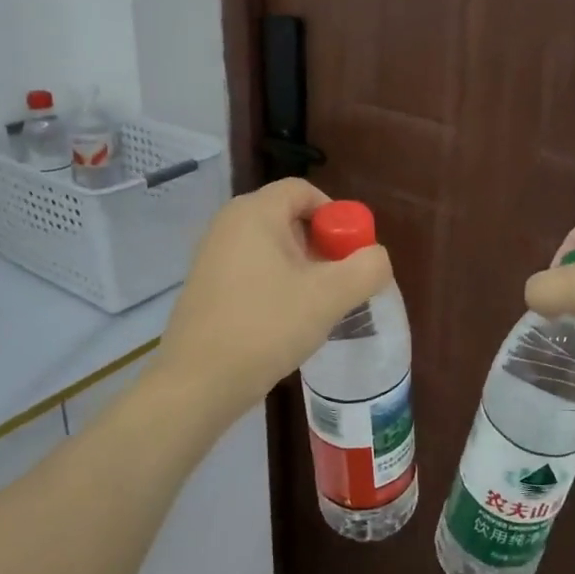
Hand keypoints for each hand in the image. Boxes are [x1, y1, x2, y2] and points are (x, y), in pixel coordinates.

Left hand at [156, 179, 392, 425]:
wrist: (198, 383)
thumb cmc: (266, 327)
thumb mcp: (329, 296)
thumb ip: (367, 268)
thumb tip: (376, 257)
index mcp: (254, 213)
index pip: (303, 190)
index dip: (336, 214)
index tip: (350, 252)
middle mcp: (228, 224)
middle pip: (289, 218)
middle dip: (322, 245)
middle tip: (340, 282)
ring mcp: (213, 255)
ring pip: (272, 247)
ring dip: (302, 269)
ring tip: (317, 306)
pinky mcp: (207, 285)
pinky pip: (253, 269)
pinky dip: (277, 284)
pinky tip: (286, 321)